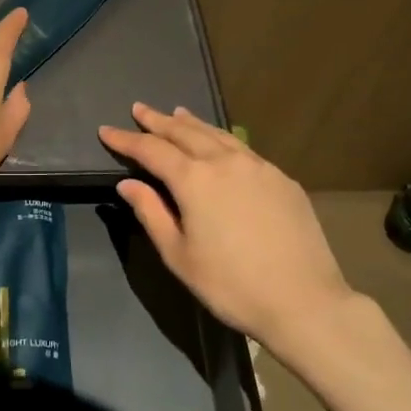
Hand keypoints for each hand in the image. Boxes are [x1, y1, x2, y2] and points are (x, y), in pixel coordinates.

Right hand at [100, 103, 354, 355]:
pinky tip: (220, 144)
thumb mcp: (179, 255)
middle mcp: (224, 161)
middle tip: (139, 109)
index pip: (151, 150)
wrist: (304, 302)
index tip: (106, 130)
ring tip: (176, 113)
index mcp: (194, 180)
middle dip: (158, 121)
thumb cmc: (231, 285)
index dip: (126, 139)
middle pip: (184, 132)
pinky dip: (221, 138)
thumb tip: (128, 183)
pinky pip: (243, 149)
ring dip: (192, 123)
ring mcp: (258, 166)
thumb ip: (151, 213)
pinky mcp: (282, 179)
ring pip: (217, 134)